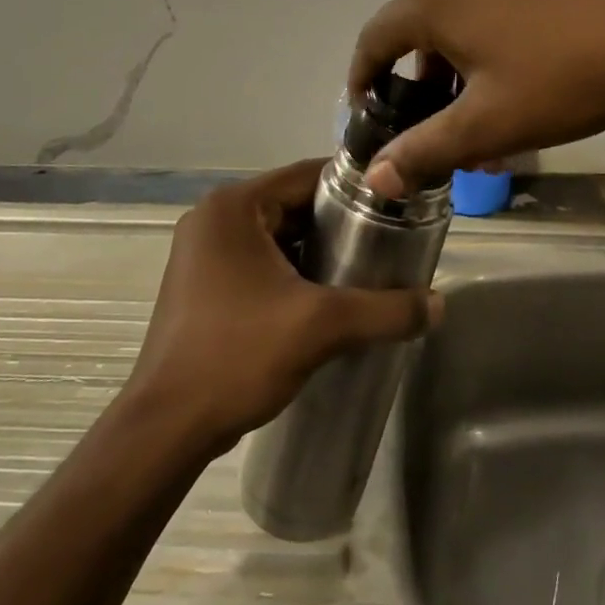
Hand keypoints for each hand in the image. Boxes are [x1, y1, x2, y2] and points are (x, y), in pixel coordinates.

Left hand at [126, 160, 440, 453]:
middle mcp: (214, 218)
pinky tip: (327, 299)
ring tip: (366, 273)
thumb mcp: (321, 327)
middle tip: (388, 245)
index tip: (397, 205)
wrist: (166, 428)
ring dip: (319, 252)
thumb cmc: (237, 356)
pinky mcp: (204, 284)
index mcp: (233, 206)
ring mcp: (204, 252)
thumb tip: (439, 305)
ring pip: (279, 236)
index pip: (308, 175)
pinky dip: (294, 272)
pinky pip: (261, 262)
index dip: (356, 187)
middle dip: (341, 225)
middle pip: (294, 205)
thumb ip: (385, 310)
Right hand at [350, 0, 604, 193]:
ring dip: (457, 68)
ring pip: (458, 21)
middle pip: (416, 30)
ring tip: (481, 114)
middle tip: (433, 129)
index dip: (362, 81)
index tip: (367, 117)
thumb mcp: (489, 124)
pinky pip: (491, 8)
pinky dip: (487, 46)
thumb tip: (375, 178)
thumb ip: (426, 150)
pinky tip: (519, 81)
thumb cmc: (564, 73)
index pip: (373, 40)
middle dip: (418, 83)